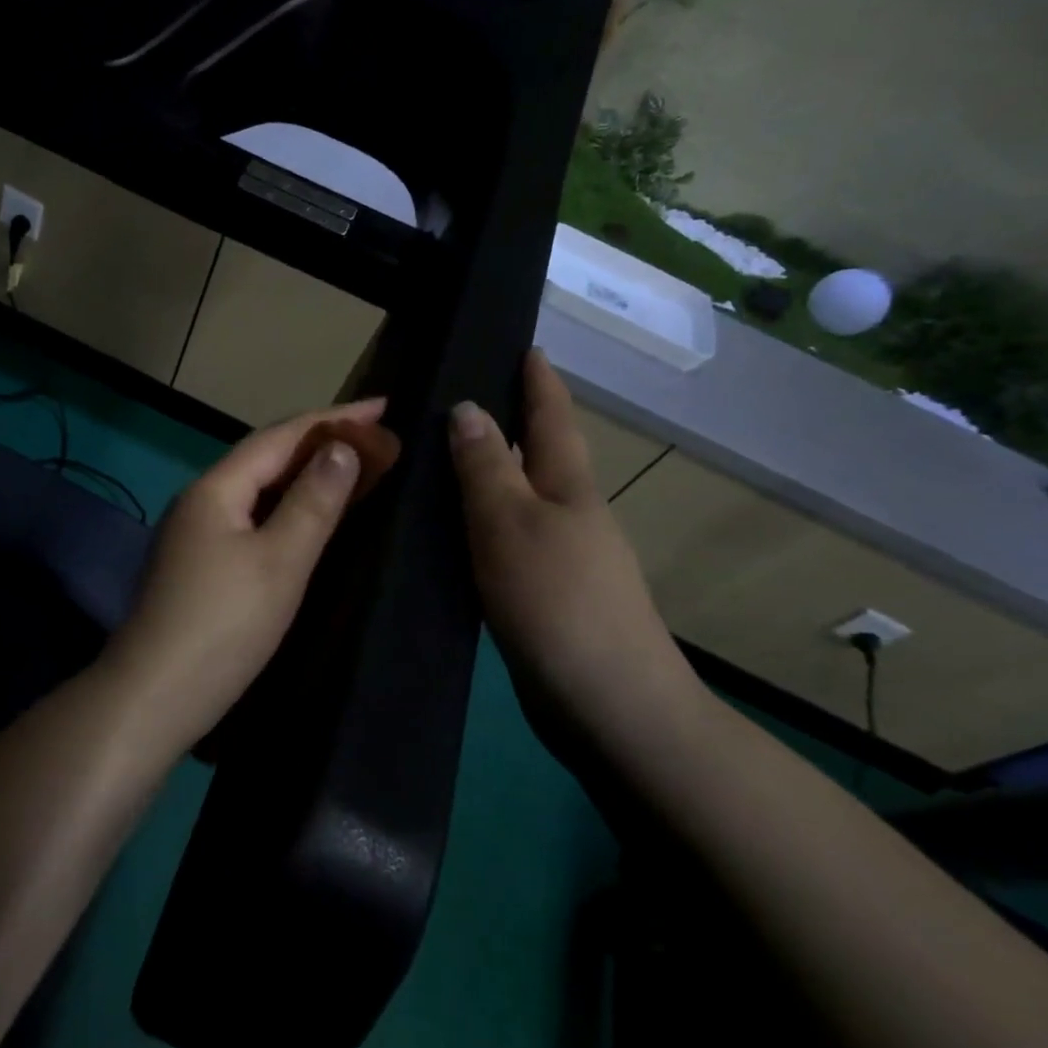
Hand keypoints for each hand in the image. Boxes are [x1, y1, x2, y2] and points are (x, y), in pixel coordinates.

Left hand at [100, 398, 382, 759]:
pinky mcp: (198, 566)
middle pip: (264, 459)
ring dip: (302, 477)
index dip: (333, 419)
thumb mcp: (280, 560)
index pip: (280, 437)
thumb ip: (313, 501)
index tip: (384, 405)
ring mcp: (194, 535)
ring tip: (352, 471)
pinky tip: (307, 521)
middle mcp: (200, 501)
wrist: (155, 695)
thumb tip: (341, 447)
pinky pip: (250, 520)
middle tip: (375, 439)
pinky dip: (285, 510)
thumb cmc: (224, 625)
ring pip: (257, 491)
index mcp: (216, 489)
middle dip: (319, 444)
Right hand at [449, 351, 690, 741]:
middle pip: (539, 455)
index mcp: (568, 487)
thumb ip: (487, 468)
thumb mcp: (511, 524)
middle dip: (509, 423)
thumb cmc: (558, 600)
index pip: (552, 417)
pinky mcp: (544, 595)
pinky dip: (480, 523)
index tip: (525, 344)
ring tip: (440, 460)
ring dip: (489, 475)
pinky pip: (506, 540)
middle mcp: (570, 514)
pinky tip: (449, 534)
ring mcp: (561, 557)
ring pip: (519, 500)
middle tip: (457, 399)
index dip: (538, 380)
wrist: (607, 703)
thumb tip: (467, 408)